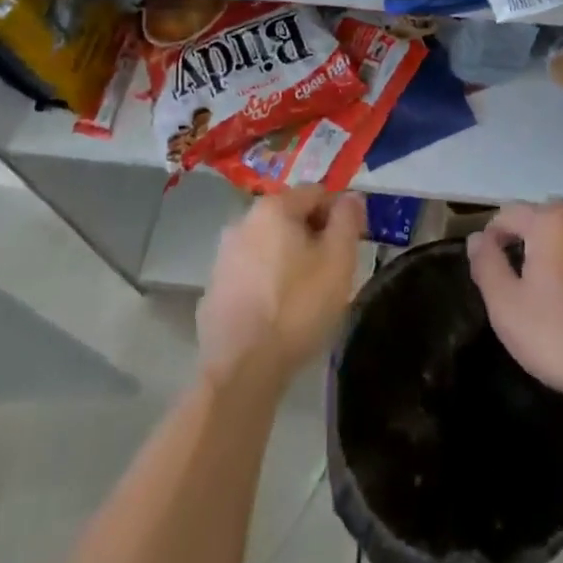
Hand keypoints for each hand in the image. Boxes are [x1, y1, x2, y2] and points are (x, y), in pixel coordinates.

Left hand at [197, 188, 365, 387]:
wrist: (241, 370)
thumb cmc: (297, 307)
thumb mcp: (338, 260)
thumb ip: (347, 220)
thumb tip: (351, 197)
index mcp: (273, 207)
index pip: (316, 192)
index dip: (338, 214)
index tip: (349, 245)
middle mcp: (242, 221)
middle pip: (290, 217)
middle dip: (312, 236)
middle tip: (329, 271)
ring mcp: (222, 256)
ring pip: (268, 245)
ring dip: (287, 258)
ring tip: (304, 294)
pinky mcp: (212, 289)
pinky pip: (249, 273)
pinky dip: (265, 281)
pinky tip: (276, 312)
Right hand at [468, 201, 562, 424]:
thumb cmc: (561, 338)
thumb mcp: (507, 307)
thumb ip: (487, 265)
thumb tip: (477, 239)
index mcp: (551, 222)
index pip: (509, 213)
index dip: (491, 236)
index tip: (485, 267)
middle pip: (543, 218)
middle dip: (525, 238)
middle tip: (515, 276)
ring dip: (556, 252)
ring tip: (547, 291)